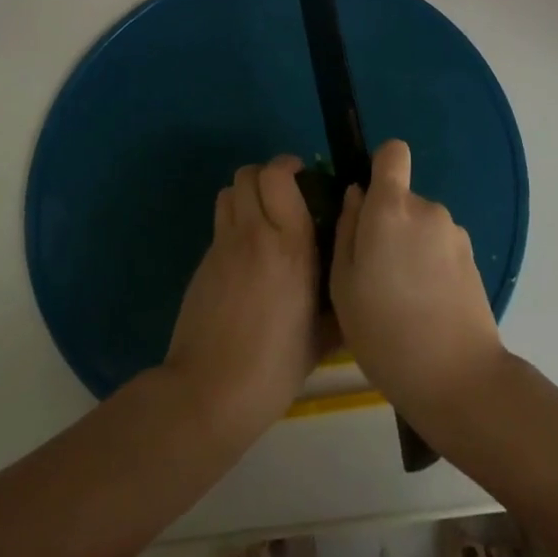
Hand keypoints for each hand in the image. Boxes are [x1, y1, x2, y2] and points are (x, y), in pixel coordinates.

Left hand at [164, 156, 326, 439]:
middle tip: (284, 195)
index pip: (278, 176)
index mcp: (291, 244)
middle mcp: (255, 233)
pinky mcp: (203, 262)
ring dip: (246, 194)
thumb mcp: (323, 335)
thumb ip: (340, 301)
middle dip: (266, 175)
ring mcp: (223, 246)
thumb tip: (354, 285)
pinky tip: (246, 254)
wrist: (212, 390)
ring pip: (229, 191)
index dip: (288, 166)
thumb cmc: (276, 365)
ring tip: (262, 217)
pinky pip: (220, 223)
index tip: (303, 177)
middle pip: (248, 174)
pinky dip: (234, 222)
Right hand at [330, 140, 507, 429]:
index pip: (393, 152)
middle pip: (402, 197)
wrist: (457, 378)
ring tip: (398, 296)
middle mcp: (427, 209)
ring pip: (420, 225)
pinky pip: (439, 246)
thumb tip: (357, 196)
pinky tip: (423, 306)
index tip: (367, 201)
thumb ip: (347, 230)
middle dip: (387, 222)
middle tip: (373, 272)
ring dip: (408, 246)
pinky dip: (428, 264)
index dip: (379, 166)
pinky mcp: (472, 259)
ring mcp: (454, 234)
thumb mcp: (343, 284)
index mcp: (391, 209)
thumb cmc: (385, 331)